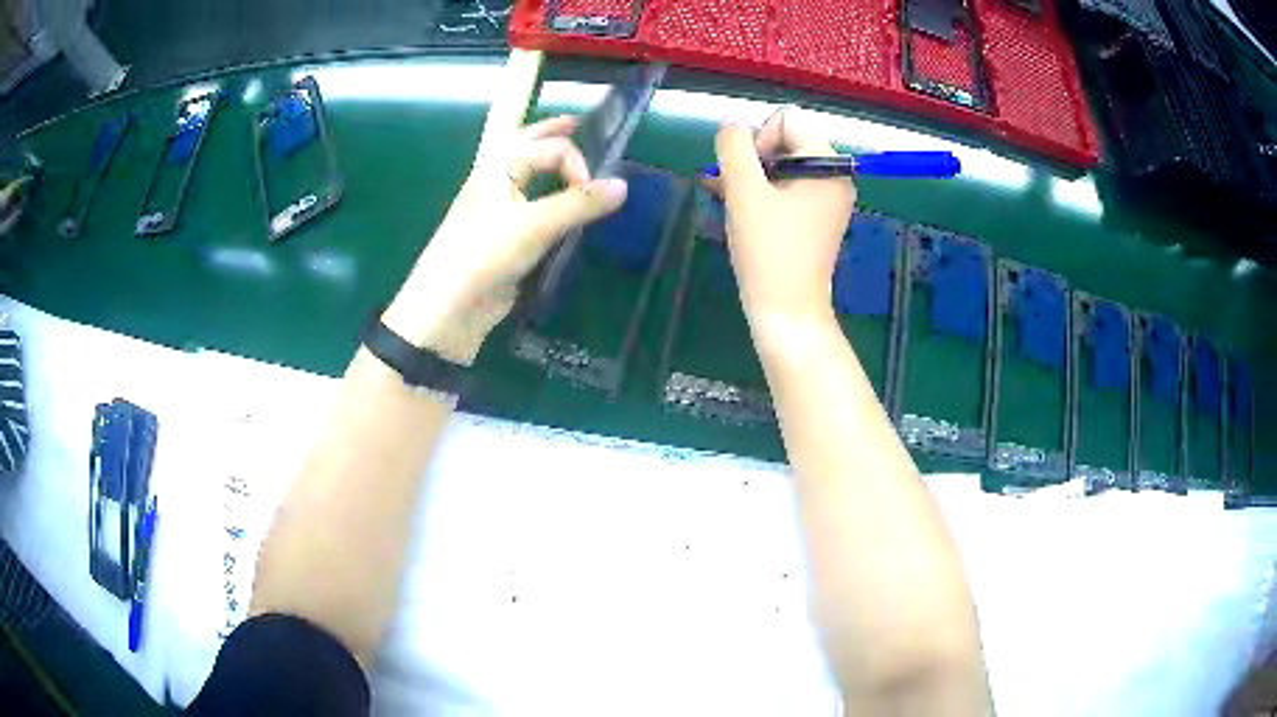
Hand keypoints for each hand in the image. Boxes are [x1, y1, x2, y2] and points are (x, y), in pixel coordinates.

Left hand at [383, 115, 627, 363]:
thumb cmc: (484, 254)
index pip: (552, 148)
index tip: (593, 195)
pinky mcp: (505, 236)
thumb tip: (623, 186)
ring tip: (575, 158)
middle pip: (528, 145)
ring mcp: (499, 208)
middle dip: (553, 133)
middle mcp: (498, 179)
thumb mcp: (534, 225)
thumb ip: (580, 203)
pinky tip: (564, 205)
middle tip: (579, 123)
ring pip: (528, 175)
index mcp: (499, 166)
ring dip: (550, 163)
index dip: (578, 165)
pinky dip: (548, 197)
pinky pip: (531, 206)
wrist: (449, 307)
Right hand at [712, 108, 854, 337]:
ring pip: (780, 165)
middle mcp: (834, 177)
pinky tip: (734, 204)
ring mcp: (826, 199)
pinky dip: (760, 192)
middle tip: (731, 189)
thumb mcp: (744, 191)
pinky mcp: (814, 218)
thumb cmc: (769, 251)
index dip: (758, 139)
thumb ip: (733, 147)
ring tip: (725, 197)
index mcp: (829, 165)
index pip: (787, 120)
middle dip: (751, 159)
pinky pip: (785, 188)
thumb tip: (731, 127)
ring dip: (750, 176)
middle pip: (784, 141)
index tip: (749, 176)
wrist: (787, 312)